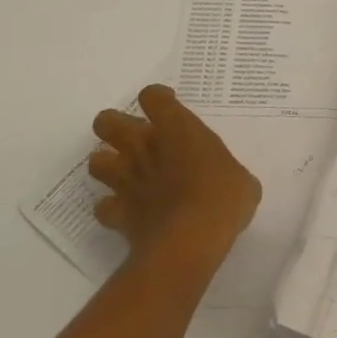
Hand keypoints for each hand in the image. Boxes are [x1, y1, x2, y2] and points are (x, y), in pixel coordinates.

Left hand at [88, 85, 261, 265]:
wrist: (190, 240)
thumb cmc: (223, 198)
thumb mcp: (241, 179)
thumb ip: (227, 171)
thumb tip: (229, 182)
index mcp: (177, 128)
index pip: (152, 97)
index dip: (158, 99)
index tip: (170, 108)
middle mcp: (144, 147)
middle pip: (107, 122)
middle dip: (114, 126)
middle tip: (137, 138)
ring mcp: (126, 180)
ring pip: (96, 161)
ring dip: (108, 164)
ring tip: (127, 173)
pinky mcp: (117, 214)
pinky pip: (103, 207)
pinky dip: (111, 207)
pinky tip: (127, 210)